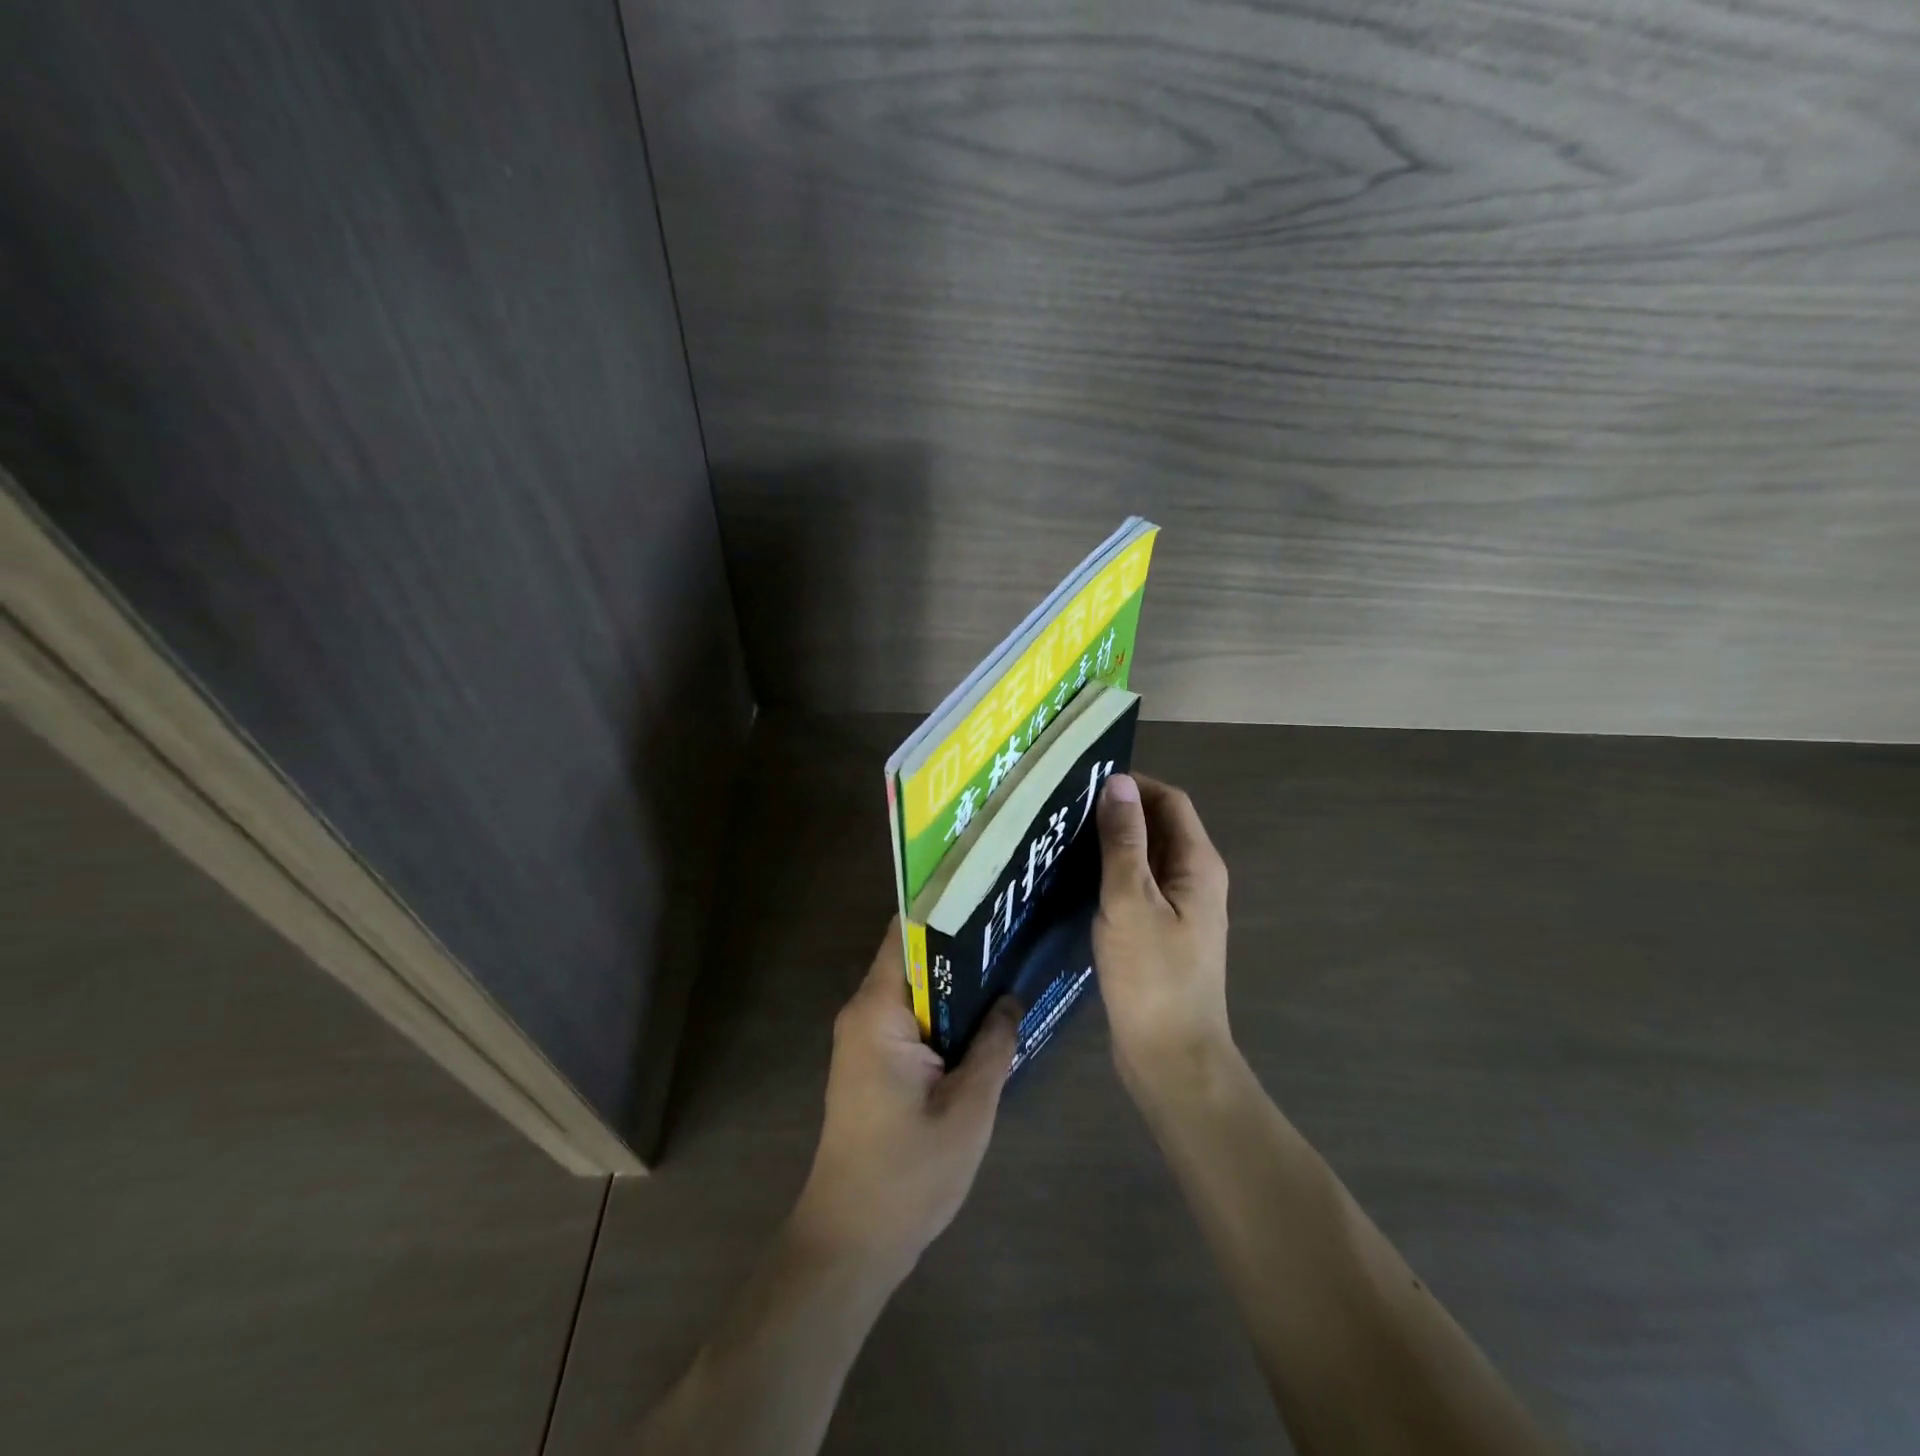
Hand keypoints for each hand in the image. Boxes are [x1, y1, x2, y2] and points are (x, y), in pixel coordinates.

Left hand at [790, 920, 1017, 1281]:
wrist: (851, 1243)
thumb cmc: (907, 1175)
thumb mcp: (968, 1109)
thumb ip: (993, 1045)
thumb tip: (1010, 998)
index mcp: (878, 1011)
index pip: (906, 933)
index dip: (944, 907)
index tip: (987, 890)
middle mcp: (864, 1013)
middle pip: (913, 956)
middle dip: (959, 943)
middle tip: (1011, 926)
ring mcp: (865, 1038)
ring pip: (915, 988)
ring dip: (954, 981)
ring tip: (1007, 961)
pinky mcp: (873, 1062)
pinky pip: (911, 1017)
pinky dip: (944, 1011)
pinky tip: (984, 1015)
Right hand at [1092, 773, 1233, 1102]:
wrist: (1172, 1058)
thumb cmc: (1152, 976)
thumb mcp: (1131, 901)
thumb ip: (1123, 841)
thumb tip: (1118, 782)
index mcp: (1197, 864)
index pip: (1170, 801)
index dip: (1133, 785)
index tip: (1085, 784)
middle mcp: (1194, 879)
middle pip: (1158, 827)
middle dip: (1117, 813)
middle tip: (1063, 810)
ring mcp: (1179, 909)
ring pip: (1144, 859)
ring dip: (1110, 845)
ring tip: (1060, 840)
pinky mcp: (1160, 933)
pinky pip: (1136, 888)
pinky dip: (1109, 876)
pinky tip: (1073, 882)